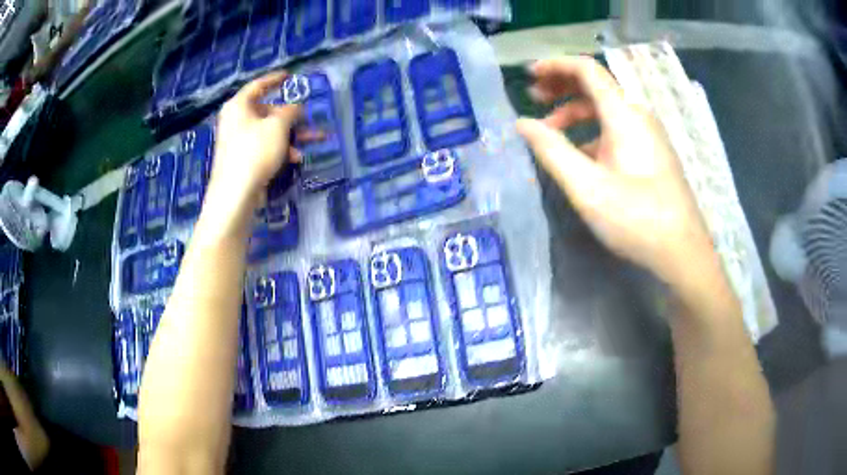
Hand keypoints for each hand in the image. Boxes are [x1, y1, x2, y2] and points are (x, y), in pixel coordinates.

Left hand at [211, 72, 303, 201]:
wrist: (235, 194)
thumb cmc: (255, 151)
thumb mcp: (278, 126)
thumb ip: (291, 111)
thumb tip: (296, 107)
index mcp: (239, 106)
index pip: (258, 85)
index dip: (275, 79)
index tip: (290, 76)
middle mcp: (236, 120)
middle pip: (267, 111)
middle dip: (292, 116)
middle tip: (309, 118)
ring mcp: (238, 141)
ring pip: (269, 131)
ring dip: (292, 135)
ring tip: (316, 140)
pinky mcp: (242, 159)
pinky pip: (264, 147)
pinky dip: (280, 149)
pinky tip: (296, 158)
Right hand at [516, 57, 712, 284]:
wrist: (682, 251)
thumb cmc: (636, 218)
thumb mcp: (586, 187)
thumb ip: (551, 150)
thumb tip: (521, 124)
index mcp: (624, 114)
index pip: (587, 70)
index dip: (555, 65)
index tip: (529, 75)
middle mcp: (638, 116)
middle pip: (597, 85)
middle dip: (562, 86)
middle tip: (534, 98)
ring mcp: (648, 135)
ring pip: (607, 109)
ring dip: (576, 112)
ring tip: (551, 131)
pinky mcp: (652, 153)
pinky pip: (617, 129)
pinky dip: (593, 132)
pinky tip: (581, 155)